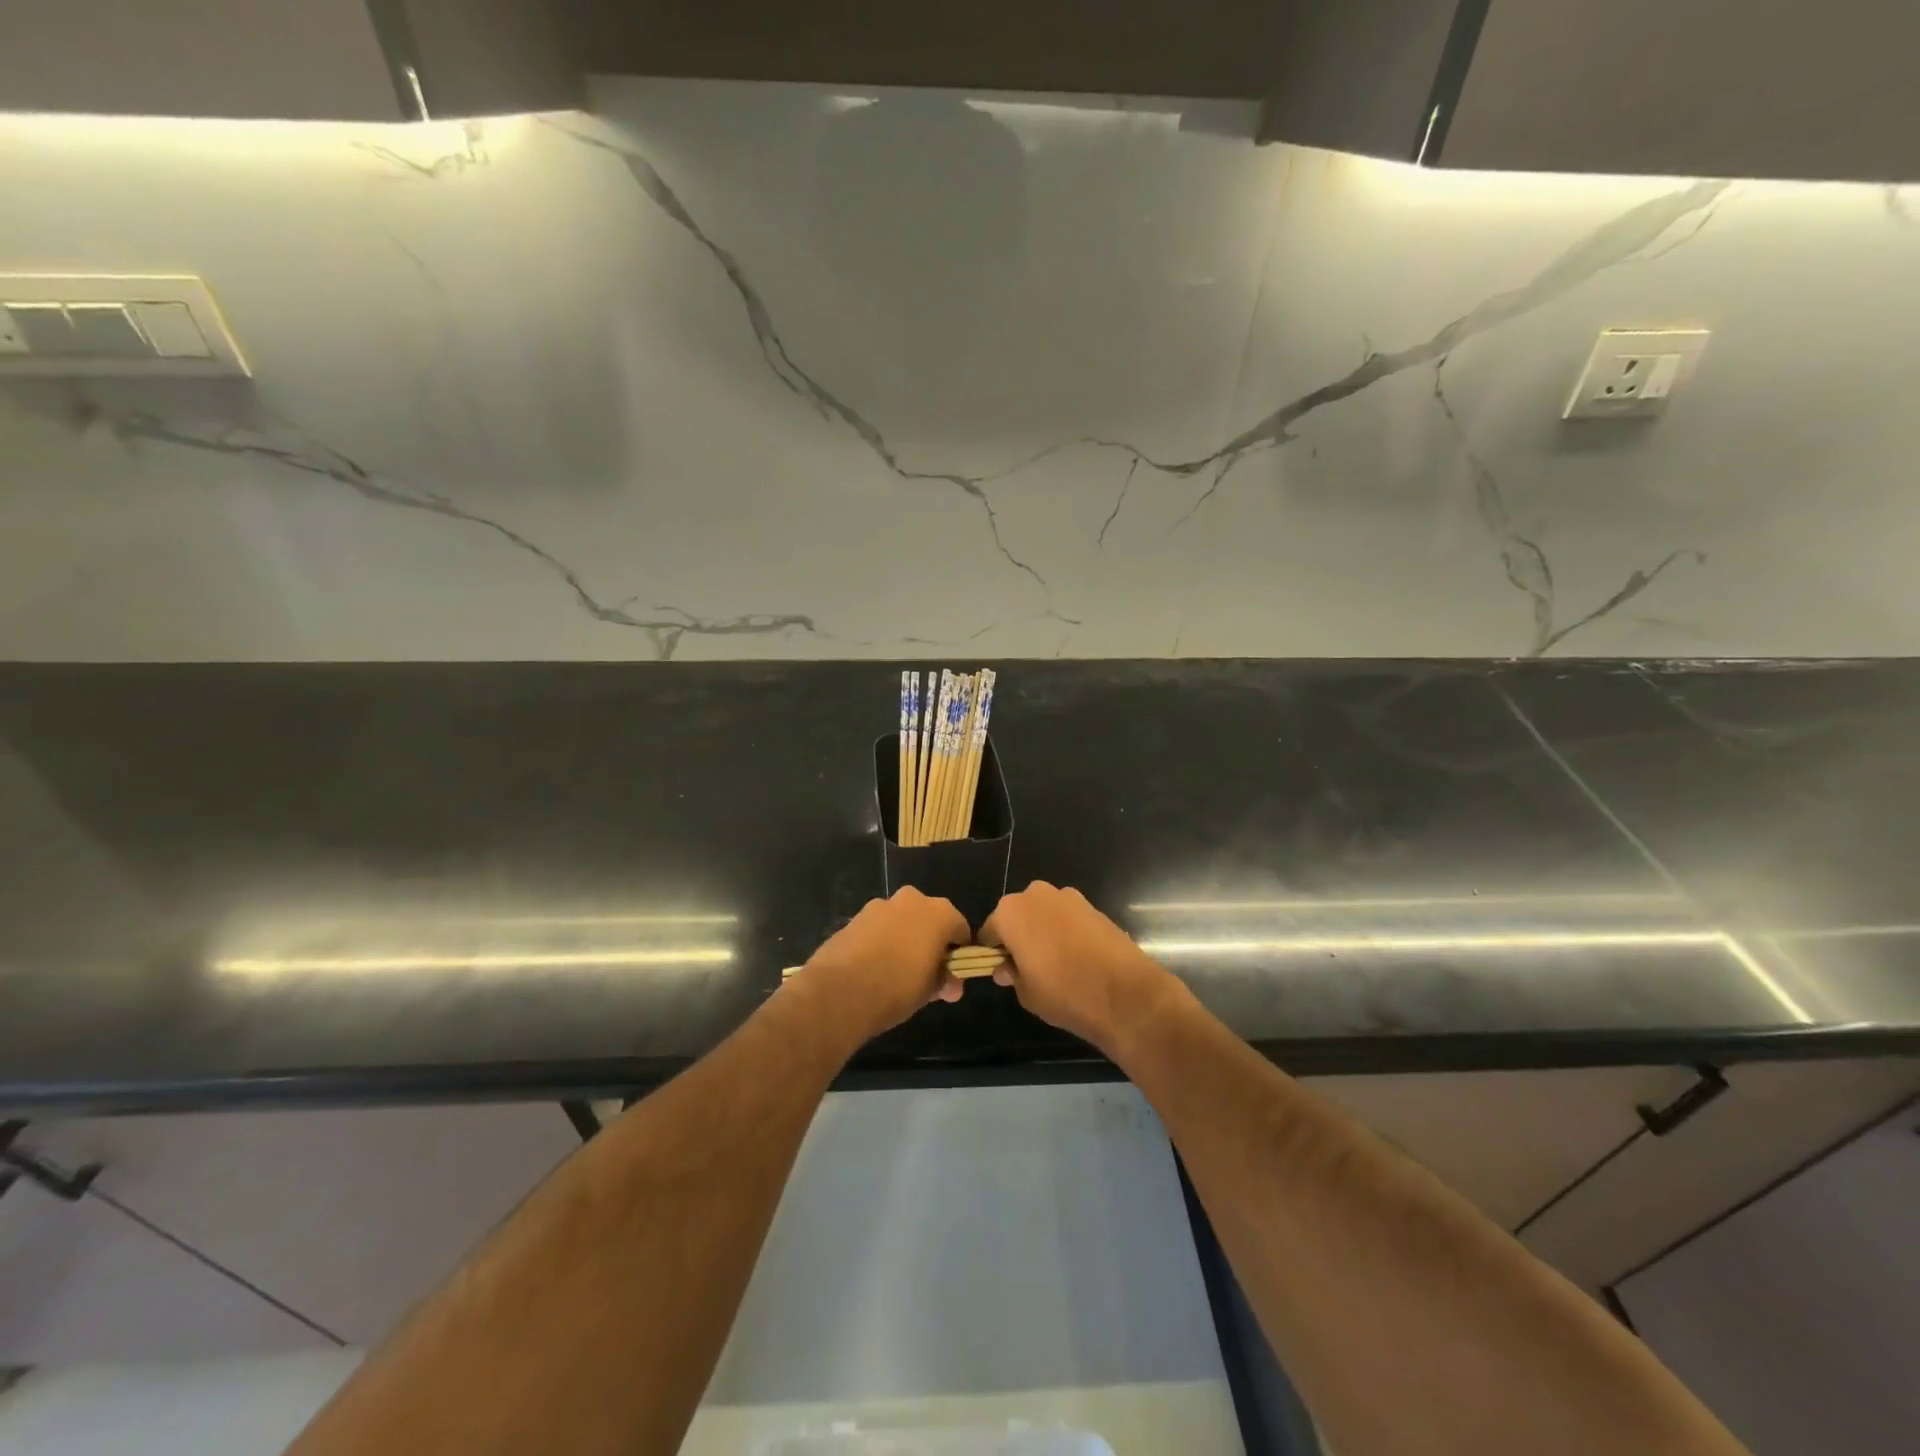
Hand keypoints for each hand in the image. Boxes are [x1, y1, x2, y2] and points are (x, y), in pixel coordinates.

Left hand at [795, 888, 970, 1043]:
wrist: (840, 991)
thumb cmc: (897, 988)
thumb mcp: (929, 990)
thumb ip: (943, 981)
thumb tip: (952, 984)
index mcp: (938, 913)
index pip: (959, 928)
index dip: (958, 952)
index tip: (952, 973)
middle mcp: (911, 900)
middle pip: (929, 919)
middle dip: (929, 941)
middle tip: (925, 972)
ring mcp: (880, 905)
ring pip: (901, 921)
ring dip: (903, 939)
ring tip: (896, 972)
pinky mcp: (855, 917)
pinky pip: (877, 928)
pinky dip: (880, 941)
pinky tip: (873, 967)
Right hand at [979, 882, 1180, 1056]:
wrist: (1125, 993)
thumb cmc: (1064, 993)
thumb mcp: (1026, 993)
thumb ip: (1011, 974)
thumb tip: (1005, 968)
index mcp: (1011, 912)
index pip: (990, 931)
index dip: (993, 952)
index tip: (1002, 972)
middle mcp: (1036, 895)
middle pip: (1017, 916)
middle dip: (1019, 937)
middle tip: (1029, 968)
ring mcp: (1068, 897)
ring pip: (1043, 914)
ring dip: (1043, 932)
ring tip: (1057, 965)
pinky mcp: (1093, 906)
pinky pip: (1067, 918)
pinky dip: (1067, 932)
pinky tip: (1078, 958)